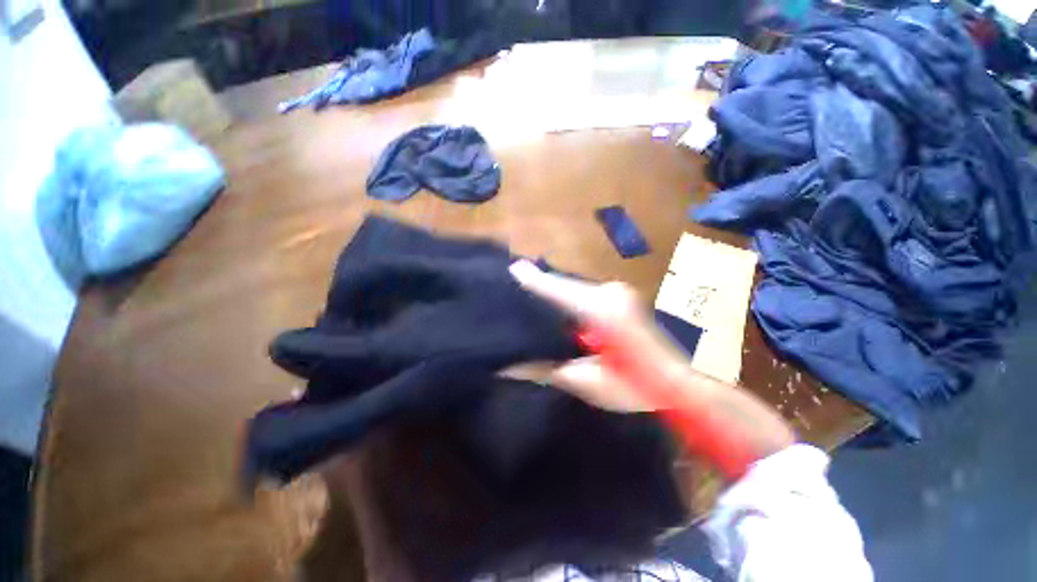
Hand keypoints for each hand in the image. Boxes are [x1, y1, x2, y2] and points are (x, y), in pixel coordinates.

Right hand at [510, 260, 795, 477]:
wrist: (678, 384)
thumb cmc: (633, 388)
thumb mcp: (585, 383)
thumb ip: (546, 369)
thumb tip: (510, 366)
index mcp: (600, 312)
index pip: (558, 291)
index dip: (535, 281)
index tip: (512, 268)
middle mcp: (608, 294)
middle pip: (565, 285)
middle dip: (541, 283)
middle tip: (514, 281)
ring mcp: (616, 293)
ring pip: (574, 287)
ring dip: (553, 289)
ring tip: (527, 289)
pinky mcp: (620, 297)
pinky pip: (584, 292)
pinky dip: (567, 295)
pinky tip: (553, 300)